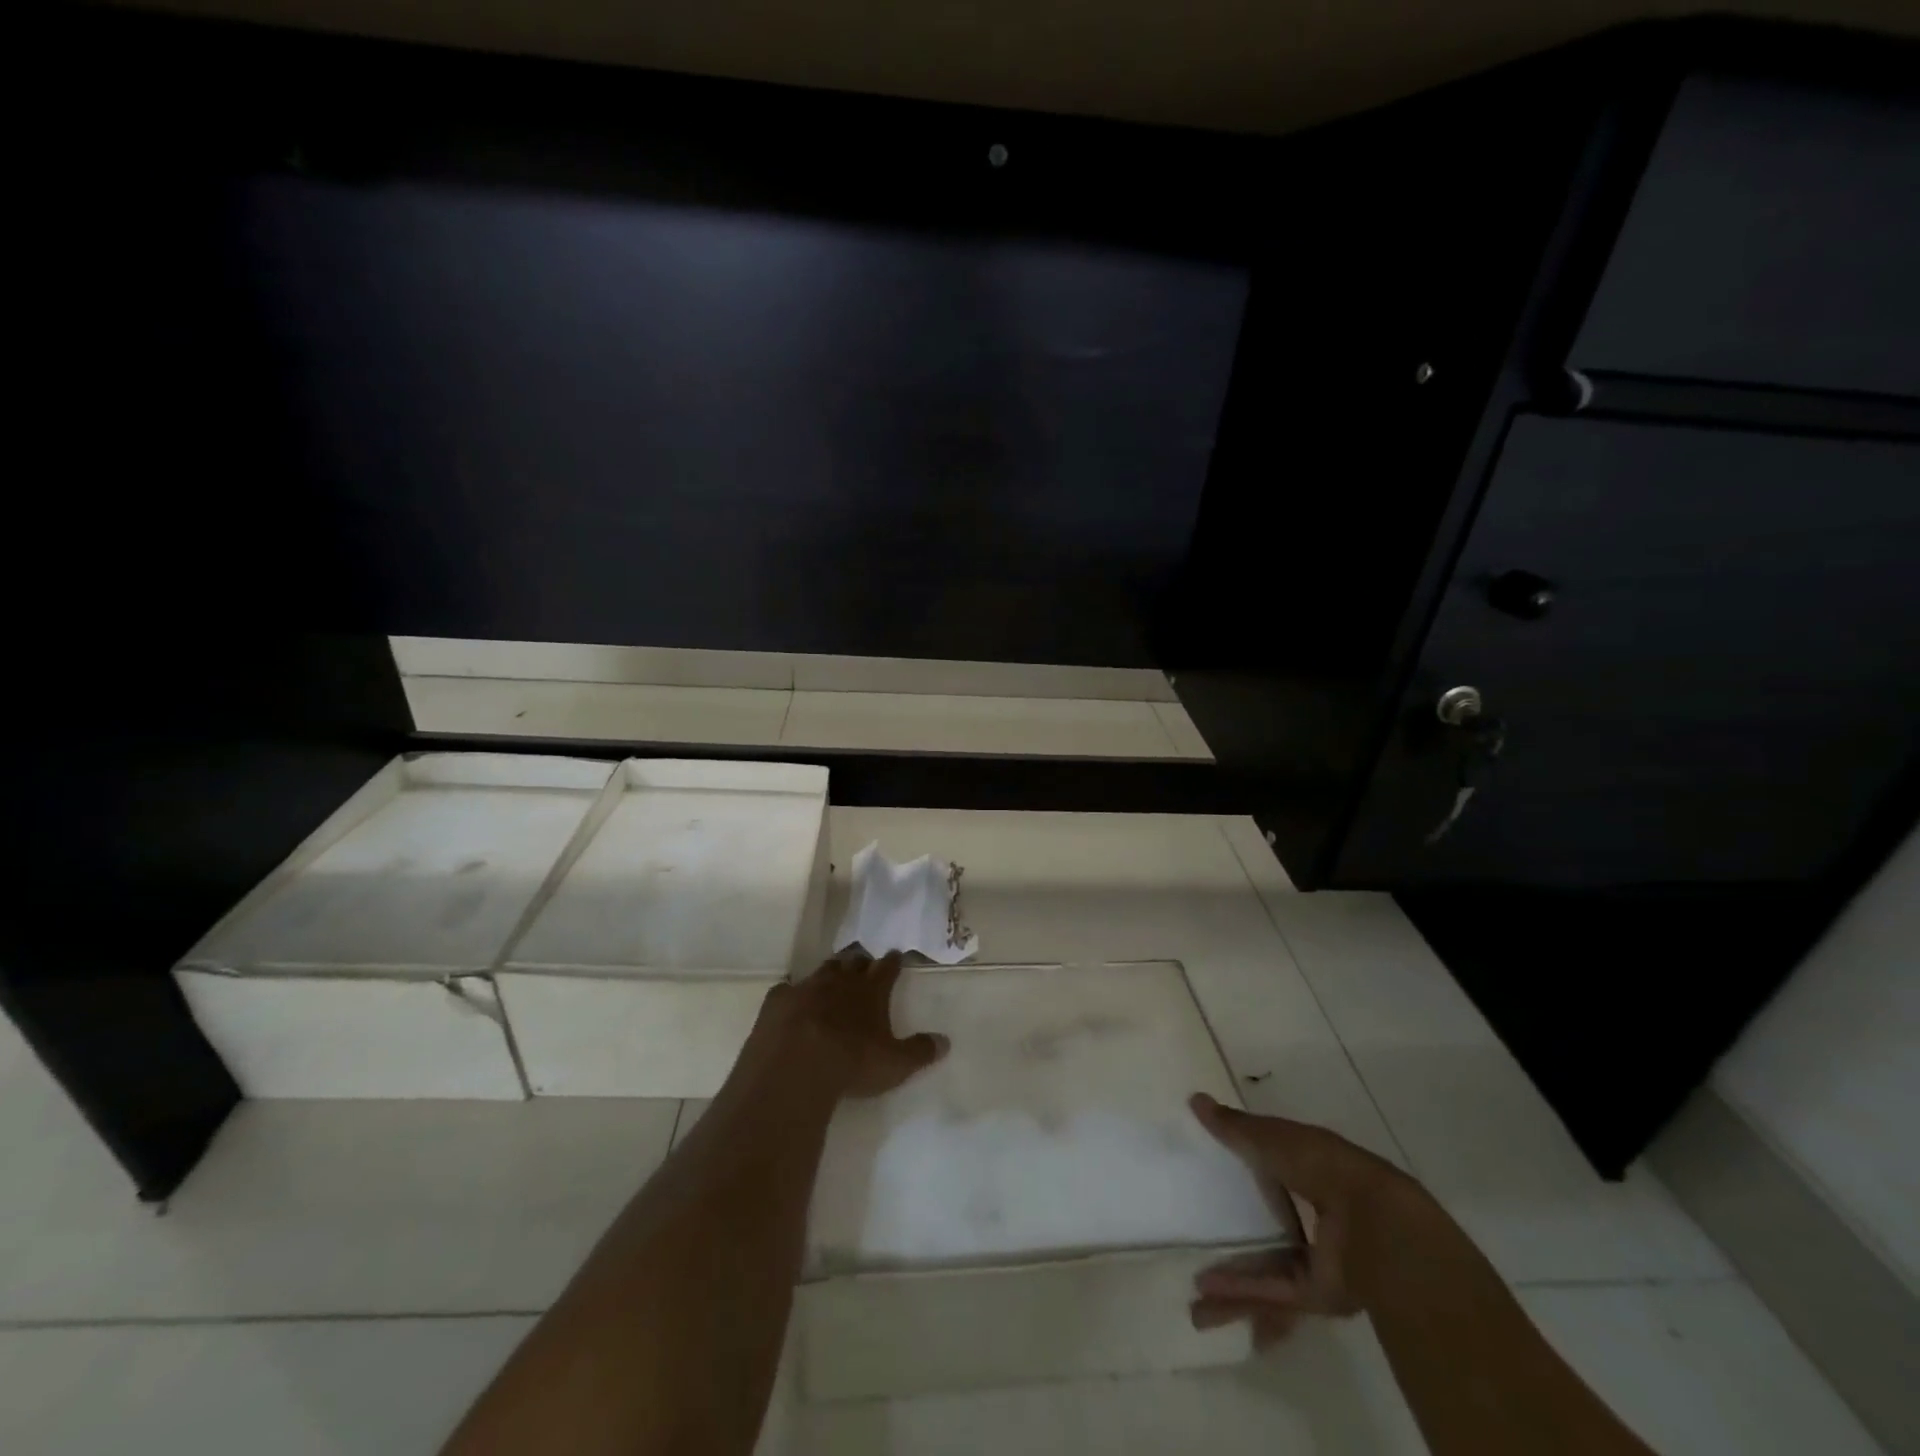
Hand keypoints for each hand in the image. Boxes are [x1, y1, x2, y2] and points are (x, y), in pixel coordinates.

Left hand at [763, 950, 948, 1098]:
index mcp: (871, 992)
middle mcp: (841, 982)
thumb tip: (946, 1041)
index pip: (886, 969)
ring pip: (823, 969)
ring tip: (835, 972)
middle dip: (860, 961)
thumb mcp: (895, 1064)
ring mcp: (807, 988)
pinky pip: (787, 989)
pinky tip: (790, 998)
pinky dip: (792, 992)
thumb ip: (920, 1051)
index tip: (895, 954)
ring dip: (831, 970)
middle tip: (864, 962)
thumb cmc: (852, 1064)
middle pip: (854, 962)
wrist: (796, 1067)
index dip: (892, 961)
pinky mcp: (778, 1001)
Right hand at [1188, 1092, 1421, 1347]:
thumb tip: (1195, 1100)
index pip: (1276, 1171)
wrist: (1376, 1227)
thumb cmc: (1323, 1167)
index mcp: (1312, 1172)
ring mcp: (1319, 1259)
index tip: (1219, 1177)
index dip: (1250, 1172)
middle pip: (1271, 1228)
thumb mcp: (1272, 1138)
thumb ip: (1235, 1127)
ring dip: (1232, 1284)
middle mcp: (1317, 1218)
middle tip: (1201, 1241)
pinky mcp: (1318, 1294)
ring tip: (1196, 1298)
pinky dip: (1243, 1295)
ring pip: (1268, 1268)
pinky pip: (1274, 1292)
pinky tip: (1208, 1297)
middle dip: (1240, 1237)